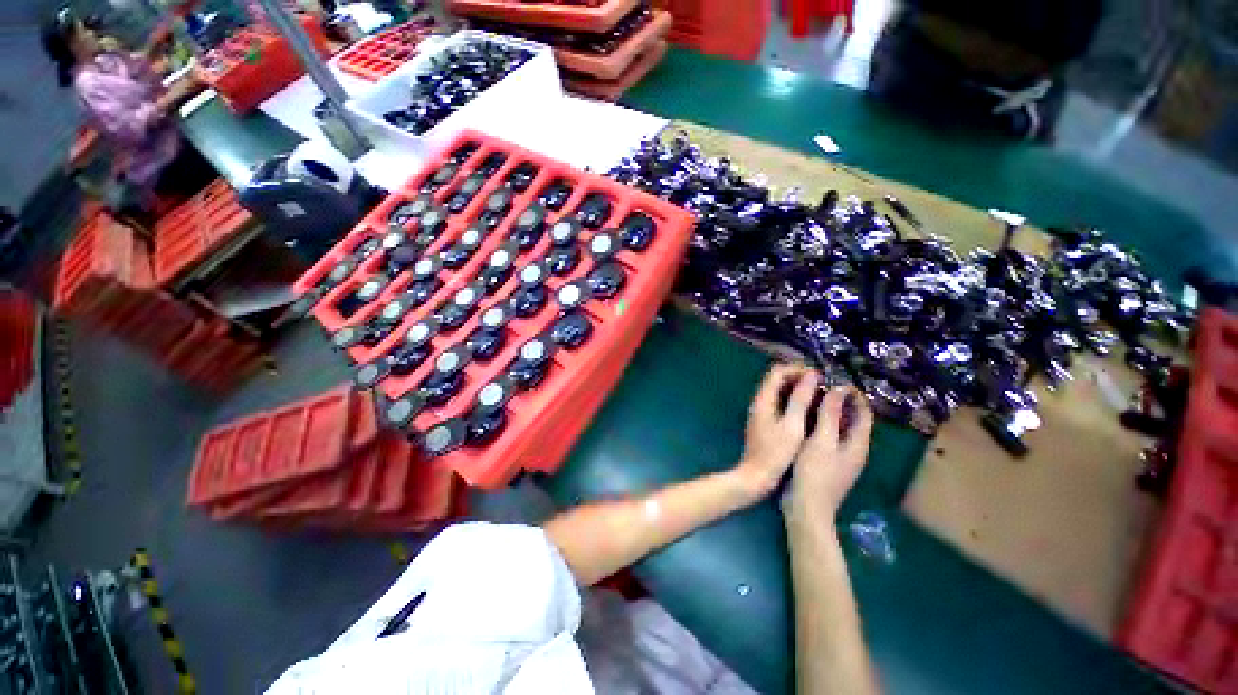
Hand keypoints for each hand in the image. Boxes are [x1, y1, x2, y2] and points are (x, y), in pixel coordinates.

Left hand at [734, 364, 819, 498]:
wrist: (756, 476)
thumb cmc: (776, 453)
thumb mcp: (792, 425)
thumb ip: (800, 399)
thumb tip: (812, 375)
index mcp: (763, 399)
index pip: (777, 371)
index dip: (797, 369)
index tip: (819, 376)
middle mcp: (759, 401)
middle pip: (777, 380)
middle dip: (799, 378)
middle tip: (823, 385)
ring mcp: (761, 412)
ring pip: (779, 392)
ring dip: (797, 390)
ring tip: (821, 396)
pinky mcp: (764, 422)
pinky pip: (779, 403)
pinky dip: (794, 401)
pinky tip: (810, 410)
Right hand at [787, 386, 873, 524]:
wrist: (806, 509)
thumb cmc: (815, 473)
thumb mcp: (821, 441)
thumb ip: (830, 415)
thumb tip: (839, 389)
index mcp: (858, 443)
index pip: (864, 413)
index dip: (854, 395)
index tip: (835, 380)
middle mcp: (854, 449)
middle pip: (852, 419)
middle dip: (840, 401)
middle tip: (818, 387)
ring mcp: (840, 457)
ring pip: (839, 428)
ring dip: (829, 412)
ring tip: (810, 397)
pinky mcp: (827, 462)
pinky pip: (828, 436)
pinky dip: (820, 423)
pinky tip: (804, 419)